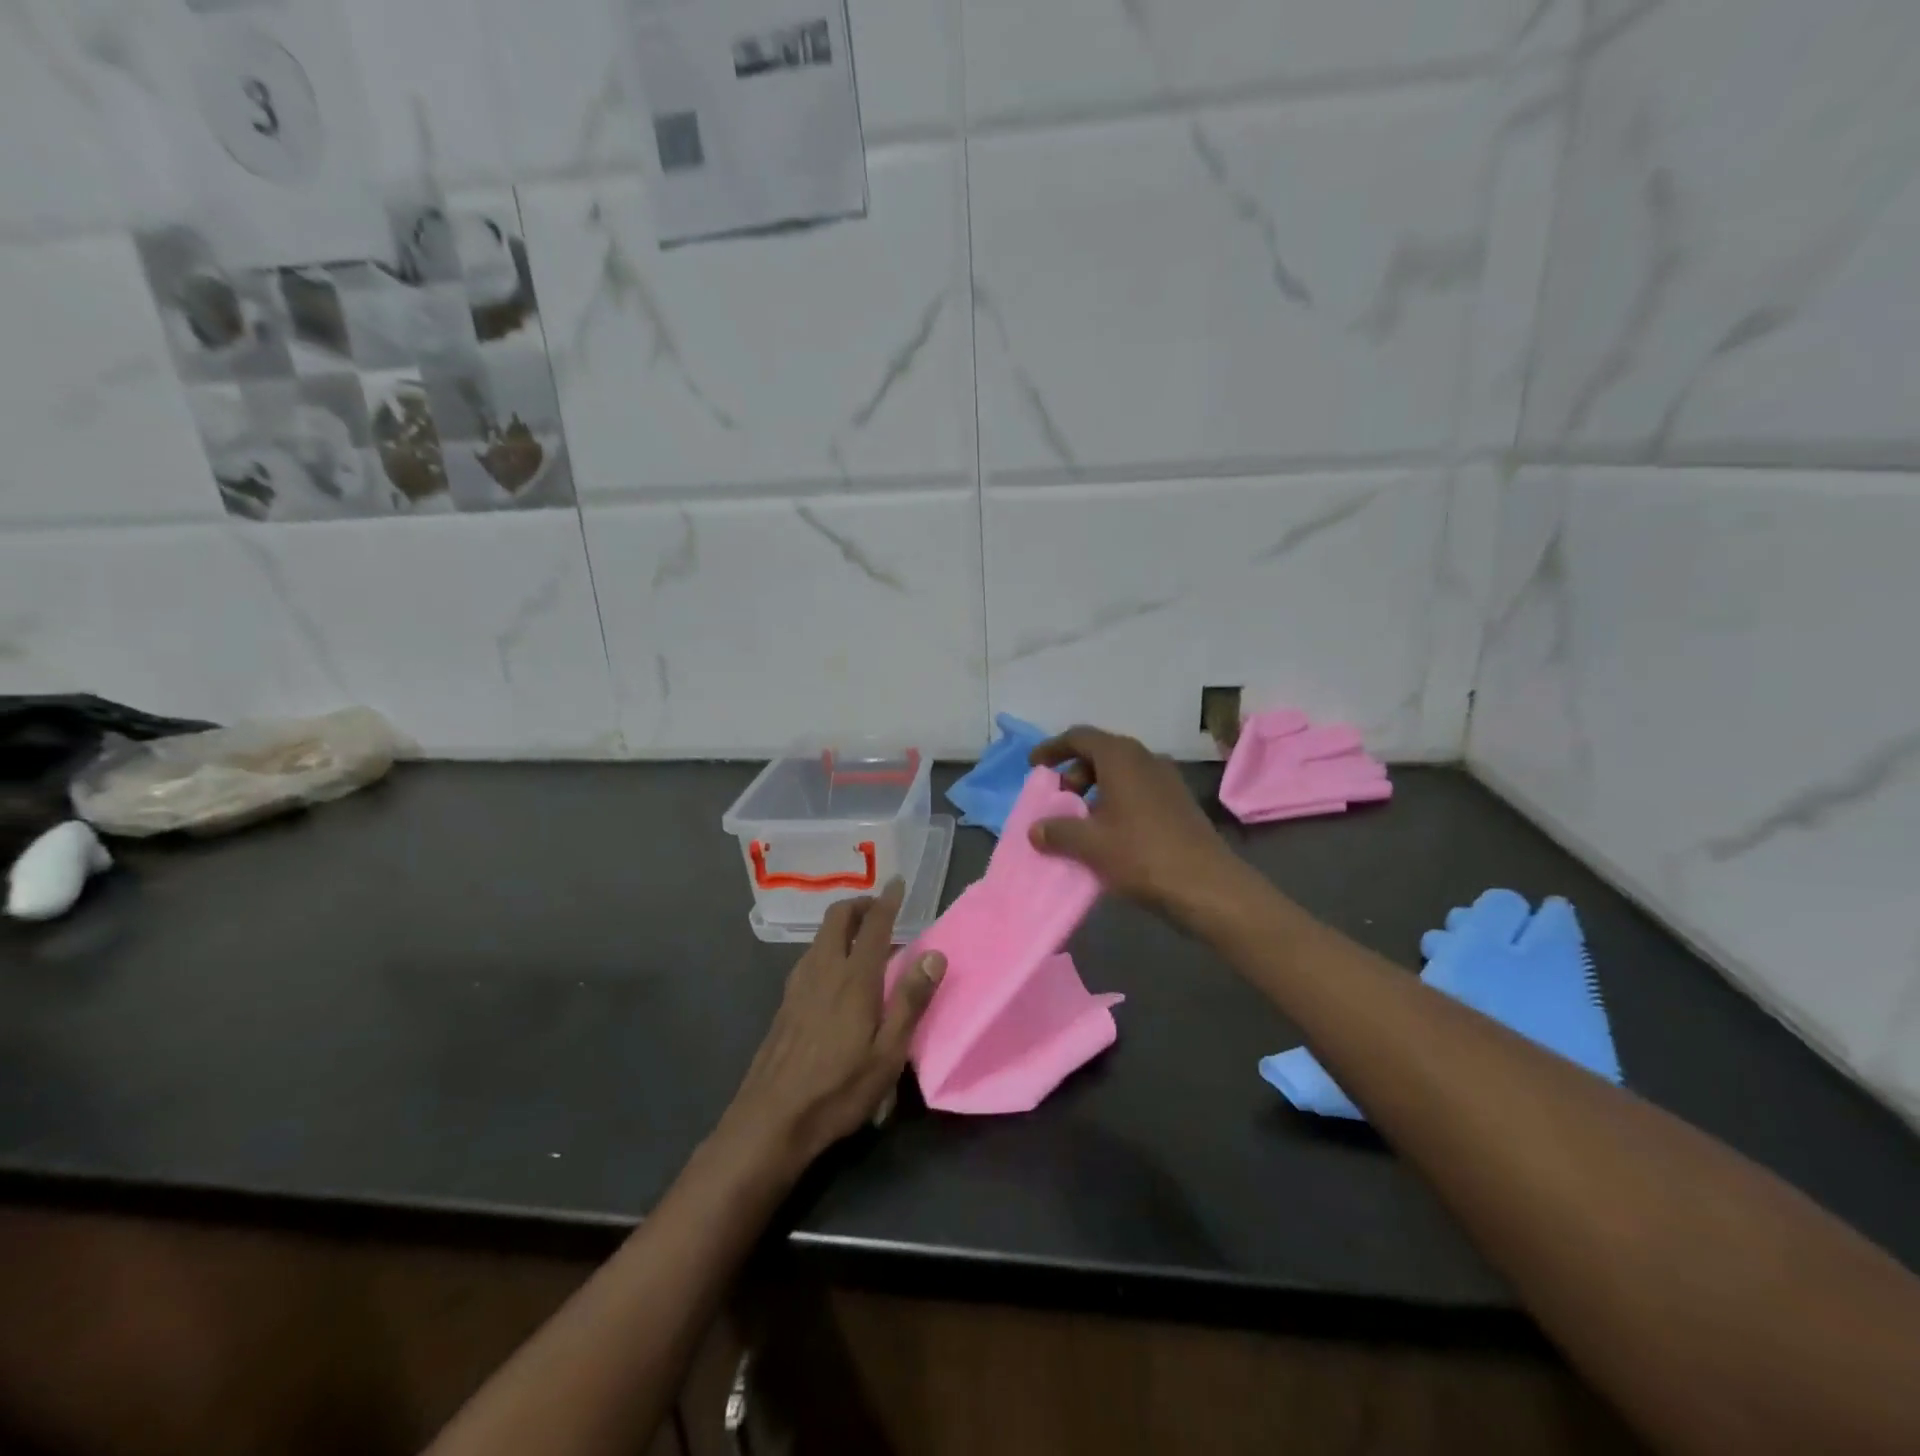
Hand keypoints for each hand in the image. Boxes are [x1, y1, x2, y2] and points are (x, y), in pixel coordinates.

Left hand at [717, 878, 945, 1177]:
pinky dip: (828, 948)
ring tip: (865, 942)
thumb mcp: (888, 1053)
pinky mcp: (785, 1003)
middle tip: (881, 910)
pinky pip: (810, 958)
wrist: (770, 1120)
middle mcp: (823, 970)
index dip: (887, 900)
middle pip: (837, 918)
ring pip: (820, 937)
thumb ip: (910, 1001)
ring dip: (842, 926)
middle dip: (859, 904)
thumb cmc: (838, 1089)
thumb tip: (934, 954)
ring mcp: (798, 985)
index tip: (899, 883)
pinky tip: (837, 976)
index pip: (873, 924)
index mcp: (853, 978)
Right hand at [1028, 726, 1247, 922]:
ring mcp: (1167, 779)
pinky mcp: (1179, 801)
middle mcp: (1145, 758)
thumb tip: (1036, 829)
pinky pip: (1138, 789)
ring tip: (1081, 820)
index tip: (1034, 766)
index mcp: (1121, 757)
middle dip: (1074, 772)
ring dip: (1096, 789)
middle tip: (1059, 800)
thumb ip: (1058, 831)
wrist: (1207, 886)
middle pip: (1101, 752)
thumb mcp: (1090, 845)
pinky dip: (1116, 800)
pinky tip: (1110, 832)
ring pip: (1121, 772)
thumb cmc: (1142, 855)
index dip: (1053, 748)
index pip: (1079, 737)